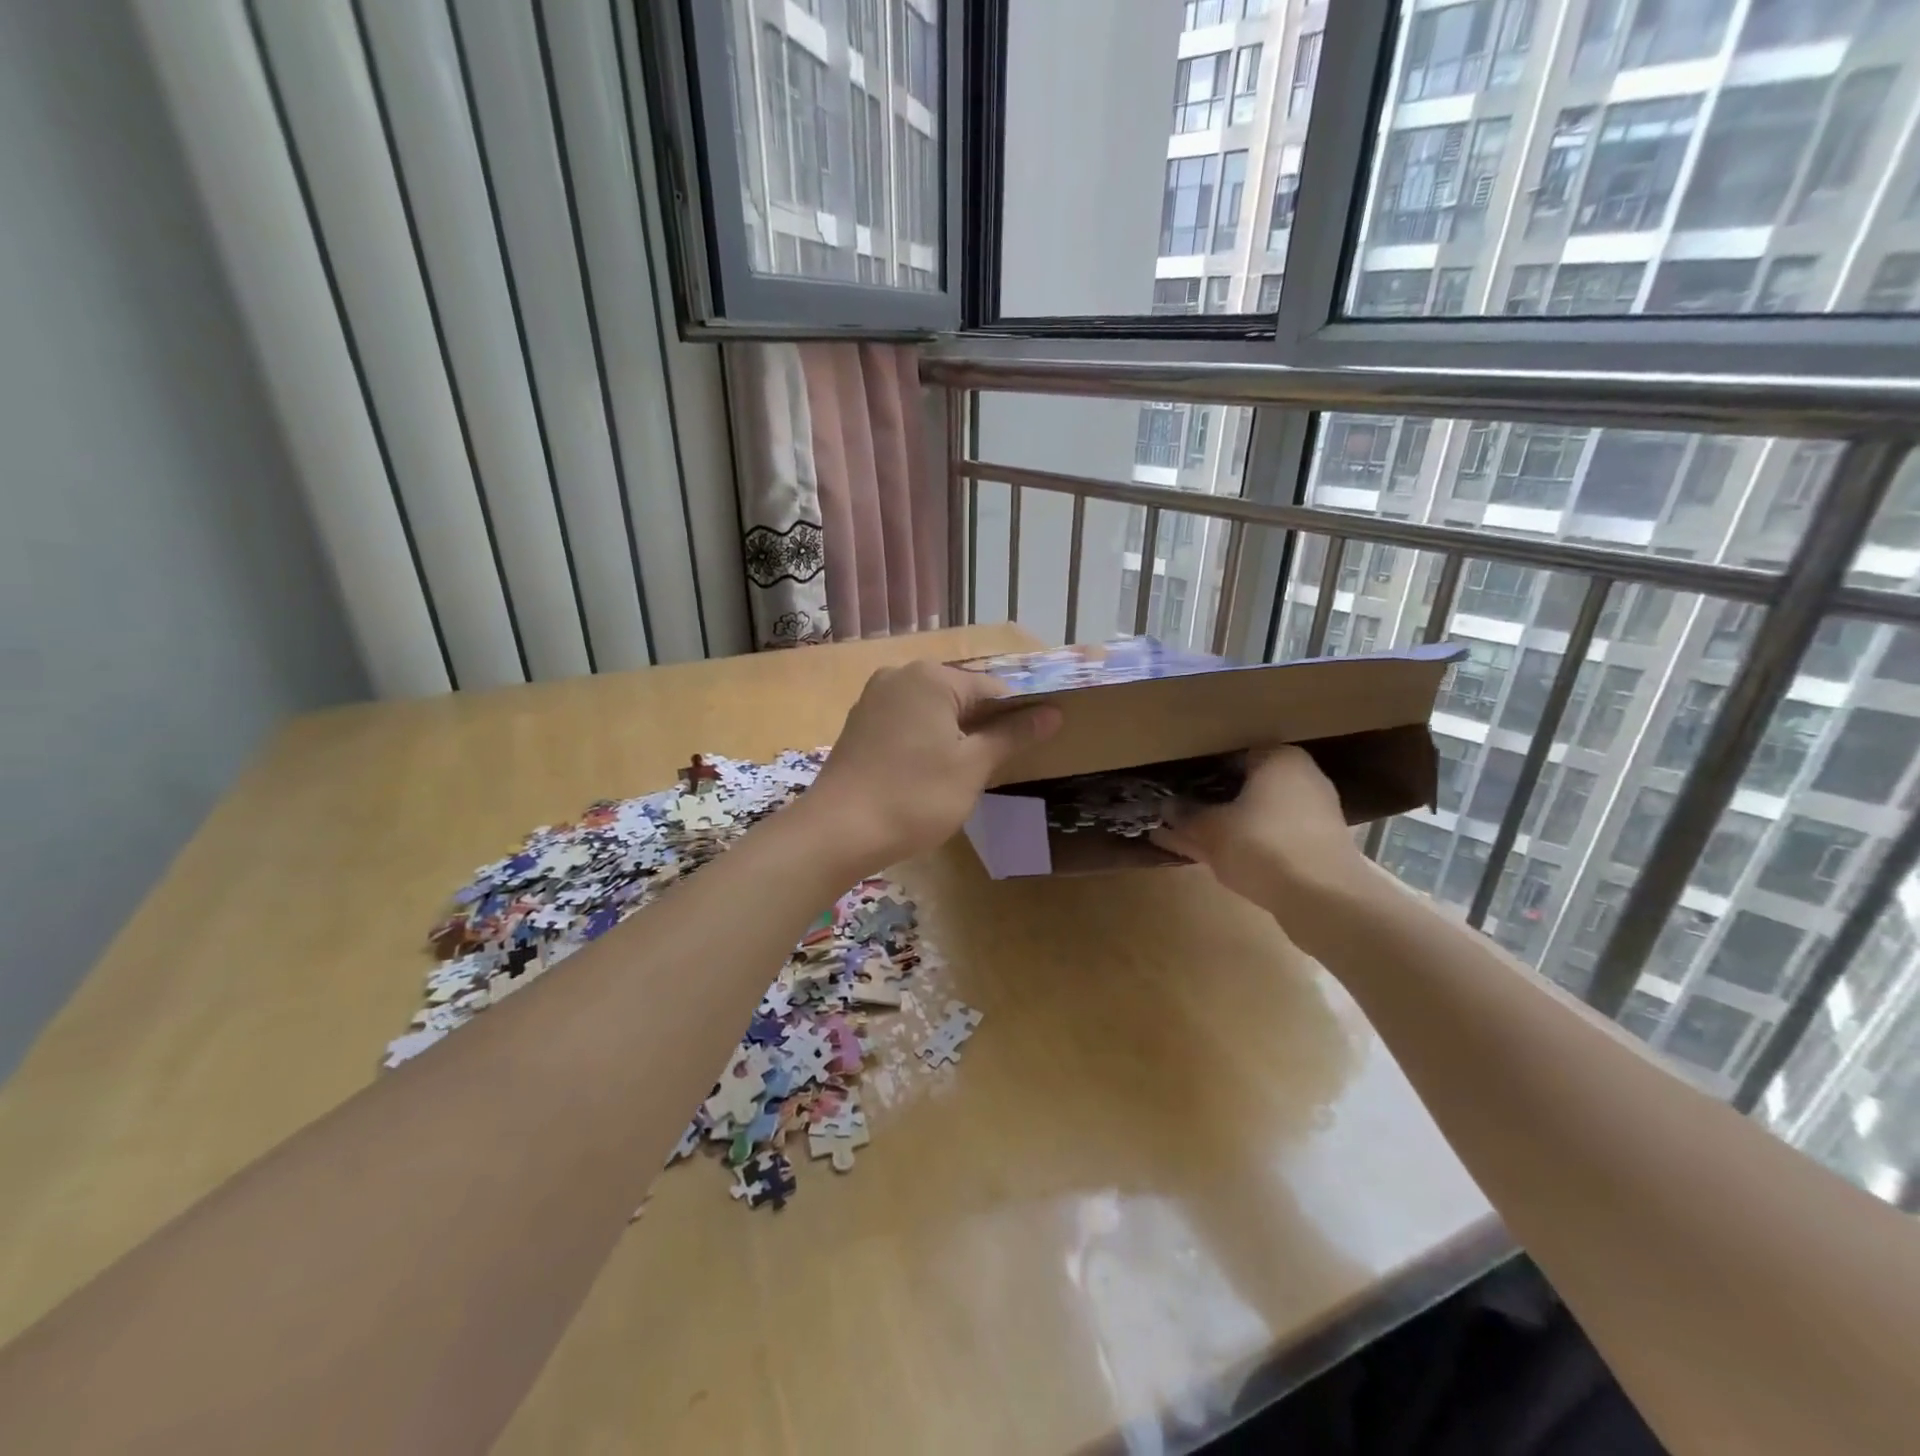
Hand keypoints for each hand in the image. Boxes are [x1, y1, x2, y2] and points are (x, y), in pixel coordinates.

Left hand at [806, 661, 1061, 871]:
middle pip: (961, 696)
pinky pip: (907, 723)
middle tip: (998, 766)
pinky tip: (930, 772)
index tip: (1033, 747)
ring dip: (955, 735)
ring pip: (933, 710)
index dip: (1018, 717)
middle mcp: (900, 675)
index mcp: (931, 677)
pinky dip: (926, 741)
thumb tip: (1053, 713)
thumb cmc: (915, 797)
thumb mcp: (973, 767)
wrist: (838, 831)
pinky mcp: (859, 724)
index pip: (993, 689)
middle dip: (984, 726)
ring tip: (967, 773)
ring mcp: (874, 699)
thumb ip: (1012, 735)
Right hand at [1151, 746, 1370, 920]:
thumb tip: (1164, 807)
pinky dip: (1244, 843)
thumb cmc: (1263, 845)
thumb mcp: (1210, 829)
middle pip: (1244, 787)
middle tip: (1178, 812)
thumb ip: (1185, 815)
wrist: (1324, 899)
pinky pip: (1269, 837)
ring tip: (1187, 837)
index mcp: (1279, 759)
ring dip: (1225, 825)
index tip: (1175, 787)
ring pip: (1255, 815)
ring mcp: (1312, 814)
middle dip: (1211, 801)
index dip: (1199, 771)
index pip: (1230, 755)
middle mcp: (1301, 778)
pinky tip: (1213, 857)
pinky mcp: (1315, 847)